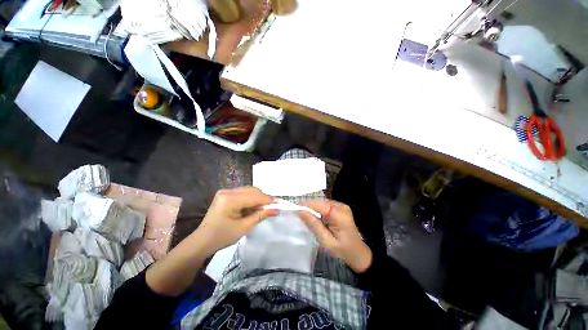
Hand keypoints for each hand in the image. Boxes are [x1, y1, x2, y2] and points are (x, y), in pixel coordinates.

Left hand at [195, 186, 276, 255]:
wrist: (203, 241)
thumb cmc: (222, 237)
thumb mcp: (244, 227)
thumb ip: (261, 215)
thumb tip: (276, 209)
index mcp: (229, 200)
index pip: (254, 196)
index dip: (268, 200)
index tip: (280, 203)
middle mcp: (227, 191)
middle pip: (252, 190)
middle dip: (264, 199)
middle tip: (272, 208)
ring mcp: (226, 191)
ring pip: (249, 190)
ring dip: (258, 198)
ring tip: (263, 209)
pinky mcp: (226, 194)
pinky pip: (244, 193)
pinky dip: (251, 199)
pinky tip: (254, 207)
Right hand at [299, 200, 372, 272]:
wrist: (358, 254)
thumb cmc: (343, 250)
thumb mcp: (326, 241)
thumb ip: (314, 224)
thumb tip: (301, 211)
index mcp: (339, 214)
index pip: (319, 205)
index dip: (306, 204)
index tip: (294, 206)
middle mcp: (341, 206)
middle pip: (321, 202)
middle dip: (309, 206)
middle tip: (298, 212)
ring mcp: (342, 206)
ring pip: (322, 203)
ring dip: (313, 208)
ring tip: (304, 214)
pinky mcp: (341, 209)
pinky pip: (326, 206)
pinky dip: (319, 210)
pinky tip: (314, 216)